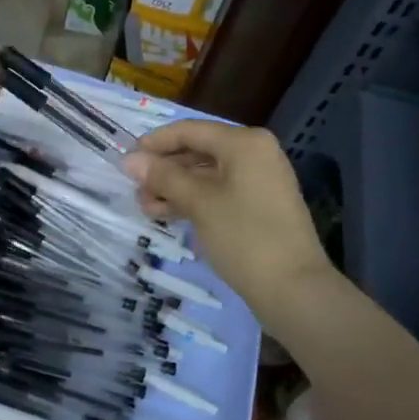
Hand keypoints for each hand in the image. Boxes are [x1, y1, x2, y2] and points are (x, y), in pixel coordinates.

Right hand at [123, 120, 336, 309]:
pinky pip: (218, 192)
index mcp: (244, 143)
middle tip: (135, 192)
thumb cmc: (244, 236)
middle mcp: (254, 153)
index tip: (125, 161)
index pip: (189, 131)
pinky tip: (167, 215)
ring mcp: (259, 180)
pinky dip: (193, 200)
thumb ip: (163, 177)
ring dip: (174, 188)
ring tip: (147, 209)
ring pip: (206, 174)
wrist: (293, 288)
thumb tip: (130, 160)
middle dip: (163, 170)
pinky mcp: (258, 205)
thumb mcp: (198, 203)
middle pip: (197, 151)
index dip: (154, 143)